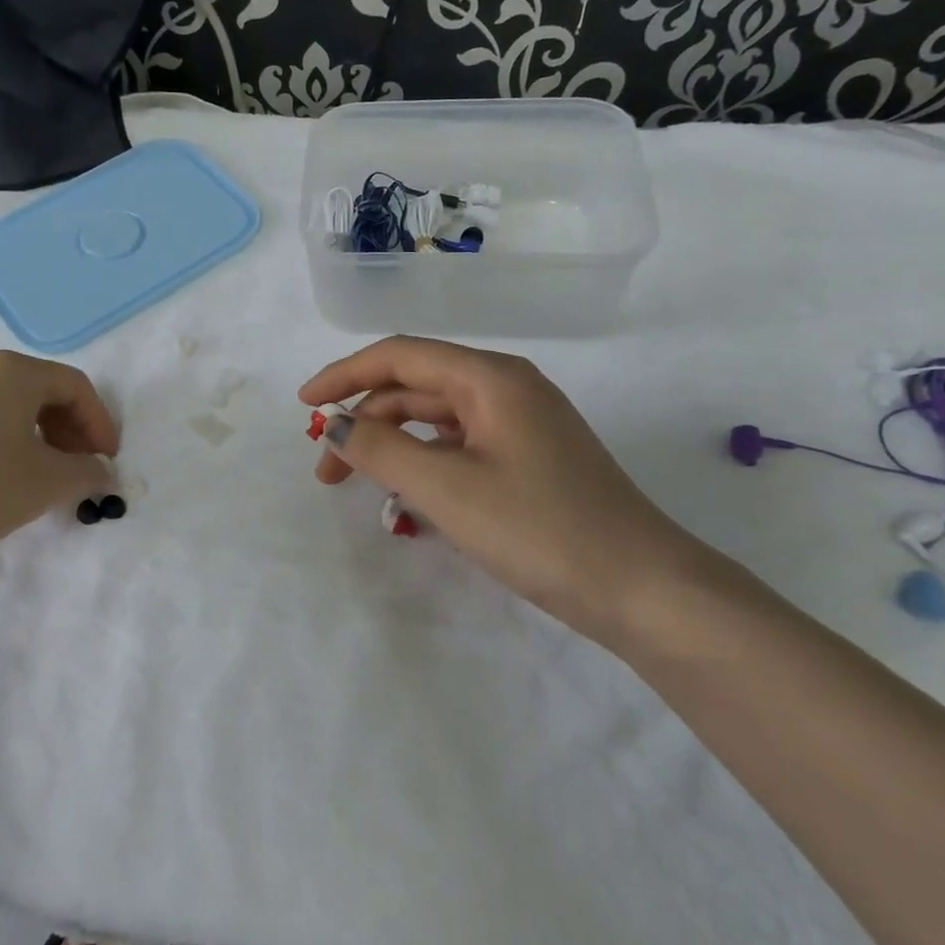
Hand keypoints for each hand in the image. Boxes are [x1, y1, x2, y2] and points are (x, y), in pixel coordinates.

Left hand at [0, 351, 118, 562]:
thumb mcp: (49, 482)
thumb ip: (87, 473)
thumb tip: (101, 472)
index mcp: (13, 371)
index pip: (75, 386)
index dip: (100, 422)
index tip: (106, 461)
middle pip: (41, 390)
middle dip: (70, 429)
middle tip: (79, 467)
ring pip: (8, 406)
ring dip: (38, 437)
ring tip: (43, 476)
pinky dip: (5, 441)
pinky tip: (2, 477)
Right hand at [300, 336, 713, 646]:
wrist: (642, 589)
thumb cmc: (540, 529)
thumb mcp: (446, 488)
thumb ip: (379, 449)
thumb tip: (333, 426)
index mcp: (490, 378)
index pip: (399, 355)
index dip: (344, 375)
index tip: (303, 406)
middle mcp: (506, 388)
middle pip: (415, 387)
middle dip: (364, 421)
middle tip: (327, 471)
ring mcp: (521, 425)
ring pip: (436, 419)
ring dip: (392, 446)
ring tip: (360, 486)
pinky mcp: (529, 459)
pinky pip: (460, 447)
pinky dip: (425, 465)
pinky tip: (409, 501)